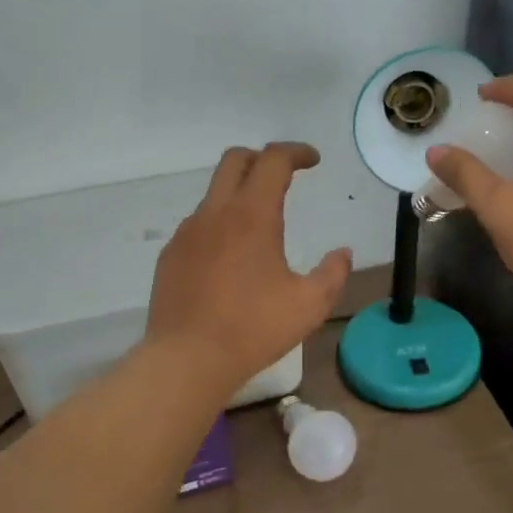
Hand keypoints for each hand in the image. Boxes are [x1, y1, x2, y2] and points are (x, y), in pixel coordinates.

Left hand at [146, 143, 351, 392]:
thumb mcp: (310, 305)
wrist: (187, 359)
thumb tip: (342, 253)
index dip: (296, 152)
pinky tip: (230, 260)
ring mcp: (187, 233)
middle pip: (235, 160)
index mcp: (252, 216)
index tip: (313, 161)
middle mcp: (215, 213)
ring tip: (259, 228)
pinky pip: (198, 225)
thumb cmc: (253, 329)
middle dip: (262, 159)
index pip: (273, 161)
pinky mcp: (170, 256)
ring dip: (239, 195)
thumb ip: (332, 273)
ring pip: (214, 194)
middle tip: (284, 177)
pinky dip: (219, 225)